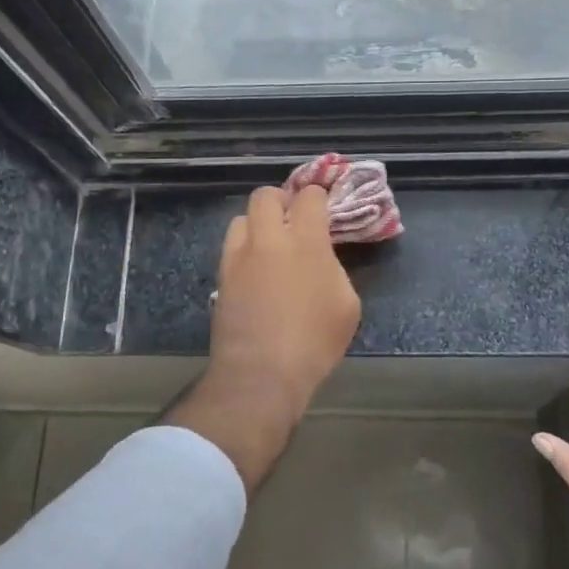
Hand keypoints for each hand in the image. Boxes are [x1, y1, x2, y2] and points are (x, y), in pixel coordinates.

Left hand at [168, 185, 360, 490]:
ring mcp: (239, 257)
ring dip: (257, 223)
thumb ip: (334, 269)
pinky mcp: (221, 277)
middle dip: (280, 200)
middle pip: (265, 196)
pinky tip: (255, 270)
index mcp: (306, 241)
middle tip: (292, 217)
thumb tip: (320, 258)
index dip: (317, 195)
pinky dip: (244, 249)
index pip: (309, 196)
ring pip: (241, 219)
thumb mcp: (347, 305)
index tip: (322, 203)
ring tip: (269, 244)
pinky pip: (231, 248)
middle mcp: (268, 239)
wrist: (261, 373)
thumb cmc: (314, 342)